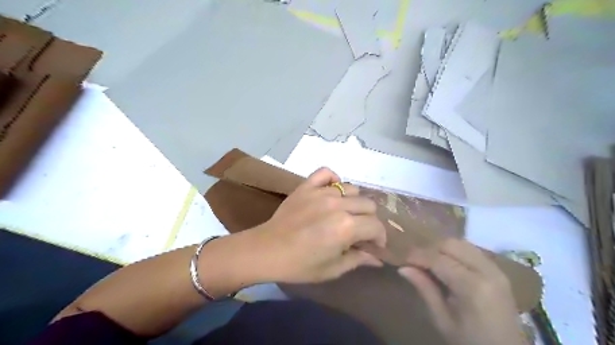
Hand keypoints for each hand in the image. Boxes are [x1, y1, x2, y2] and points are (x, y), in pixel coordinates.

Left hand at [255, 166, 382, 283]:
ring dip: (353, 202)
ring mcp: (321, 192)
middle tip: (359, 230)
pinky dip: (333, 180)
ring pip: (352, 188)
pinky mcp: (306, 186)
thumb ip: (359, 260)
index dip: (380, 237)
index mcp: (347, 227)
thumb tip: (378, 259)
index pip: (376, 226)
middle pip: (368, 204)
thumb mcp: (333, 269)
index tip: (374, 245)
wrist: (266, 251)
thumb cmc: (300, 265)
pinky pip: (326, 173)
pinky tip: (331, 192)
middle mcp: (338, 205)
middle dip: (369, 220)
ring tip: (344, 213)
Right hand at [402, 238, 525, 344]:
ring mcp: (496, 269)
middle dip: (429, 248)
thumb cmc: (470, 342)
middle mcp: (487, 271)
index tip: (402, 258)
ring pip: (461, 243)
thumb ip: (425, 289)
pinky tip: (445, 263)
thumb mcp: (443, 320)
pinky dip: (455, 251)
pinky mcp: (499, 270)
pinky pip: (471, 250)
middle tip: (414, 260)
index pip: (438, 259)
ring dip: (442, 248)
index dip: (417, 256)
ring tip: (428, 260)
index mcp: (473, 287)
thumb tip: (403, 268)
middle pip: (451, 244)